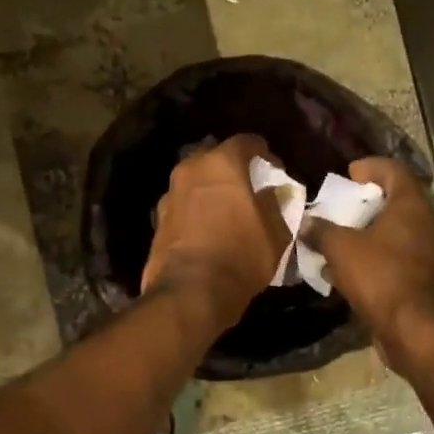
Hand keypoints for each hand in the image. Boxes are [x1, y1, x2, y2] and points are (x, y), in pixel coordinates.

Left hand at [141, 134, 291, 331]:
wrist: (191, 291)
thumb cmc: (240, 255)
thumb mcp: (275, 233)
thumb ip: (276, 205)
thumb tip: (273, 193)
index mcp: (222, 164)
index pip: (246, 142)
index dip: (264, 153)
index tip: (274, 169)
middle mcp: (191, 170)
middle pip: (215, 157)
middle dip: (232, 168)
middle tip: (248, 187)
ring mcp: (170, 194)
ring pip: (195, 181)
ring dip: (210, 190)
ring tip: (226, 210)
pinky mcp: (157, 220)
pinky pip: (183, 205)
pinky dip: (195, 210)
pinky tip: (206, 228)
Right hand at [302, 157, 433, 368]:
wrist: (416, 331)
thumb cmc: (380, 278)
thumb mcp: (340, 250)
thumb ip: (321, 231)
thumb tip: (306, 223)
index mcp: (412, 207)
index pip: (394, 170)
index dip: (370, 167)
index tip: (348, 174)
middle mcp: (430, 224)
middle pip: (399, 202)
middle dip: (369, 204)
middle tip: (343, 211)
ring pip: (401, 234)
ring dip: (374, 235)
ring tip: (345, 244)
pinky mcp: (432, 281)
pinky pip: (403, 260)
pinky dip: (382, 260)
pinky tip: (358, 274)